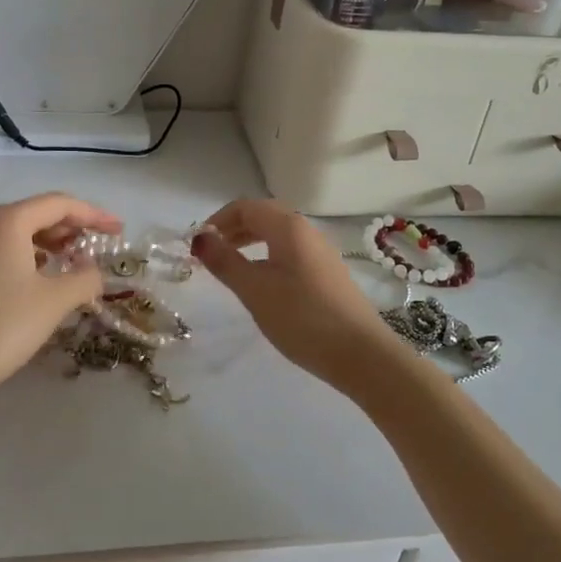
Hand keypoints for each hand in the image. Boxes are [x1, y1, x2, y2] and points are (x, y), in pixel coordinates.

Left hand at [0, 193, 121, 410]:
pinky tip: (42, 277)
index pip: (59, 204)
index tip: (118, 230)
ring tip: (75, 261)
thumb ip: (85, 278)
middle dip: (72, 227)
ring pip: (19, 231)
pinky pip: (3, 248)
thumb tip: (94, 272)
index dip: (93, 215)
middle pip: (37, 213)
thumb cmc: (3, 326)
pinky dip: (29, 254)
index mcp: (8, 221)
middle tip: (99, 245)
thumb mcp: (55, 301)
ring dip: (50, 241)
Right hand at [192, 199, 397, 396]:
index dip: (218, 220)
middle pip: (263, 216)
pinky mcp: (328, 273)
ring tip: (231, 266)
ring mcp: (321, 252)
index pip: (245, 206)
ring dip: (250, 242)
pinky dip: (268, 256)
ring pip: (278, 234)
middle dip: (233, 228)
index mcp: (288, 227)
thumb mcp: (254, 290)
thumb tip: (200, 238)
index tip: (198, 245)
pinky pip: (290, 251)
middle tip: (211, 254)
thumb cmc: (302, 318)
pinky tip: (262, 282)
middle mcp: (306, 231)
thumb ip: (225, 261)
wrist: (361, 355)